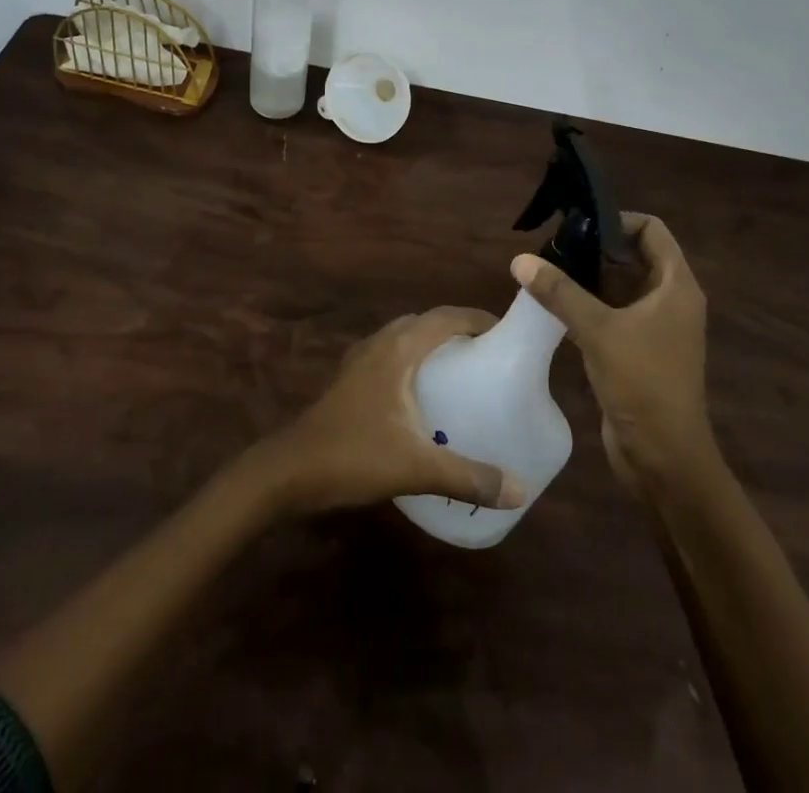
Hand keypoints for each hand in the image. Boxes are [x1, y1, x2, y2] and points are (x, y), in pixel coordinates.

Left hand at [261, 307, 527, 515]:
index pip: (444, 317)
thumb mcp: (416, 467)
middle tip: (487, 356)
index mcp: (398, 349)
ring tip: (461, 372)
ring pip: (404, 338)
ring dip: (431, 345)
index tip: (505, 333)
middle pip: (425, 323)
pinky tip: (421, 397)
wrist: (289, 470)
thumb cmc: (354, 455)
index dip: (476, 319)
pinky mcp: (349, 380)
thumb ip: (468, 475)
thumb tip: (520, 491)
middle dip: (457, 331)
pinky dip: (412, 361)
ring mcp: (360, 361)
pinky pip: (390, 356)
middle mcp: (379, 344)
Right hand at [511, 213, 713, 497]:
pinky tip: (552, 307)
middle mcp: (670, 300)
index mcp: (676, 286)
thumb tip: (520, 259)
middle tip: (552, 247)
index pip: (651, 230)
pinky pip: (612, 313)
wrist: (664, 459)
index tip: (578, 225)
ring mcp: (655, 327)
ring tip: (545, 272)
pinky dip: (587, 305)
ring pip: (619, 286)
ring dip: (587, 279)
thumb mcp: (598, 331)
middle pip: (633, 256)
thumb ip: (559, 292)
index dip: (617, 221)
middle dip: (594, 249)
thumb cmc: (642, 384)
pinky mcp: (638, 350)